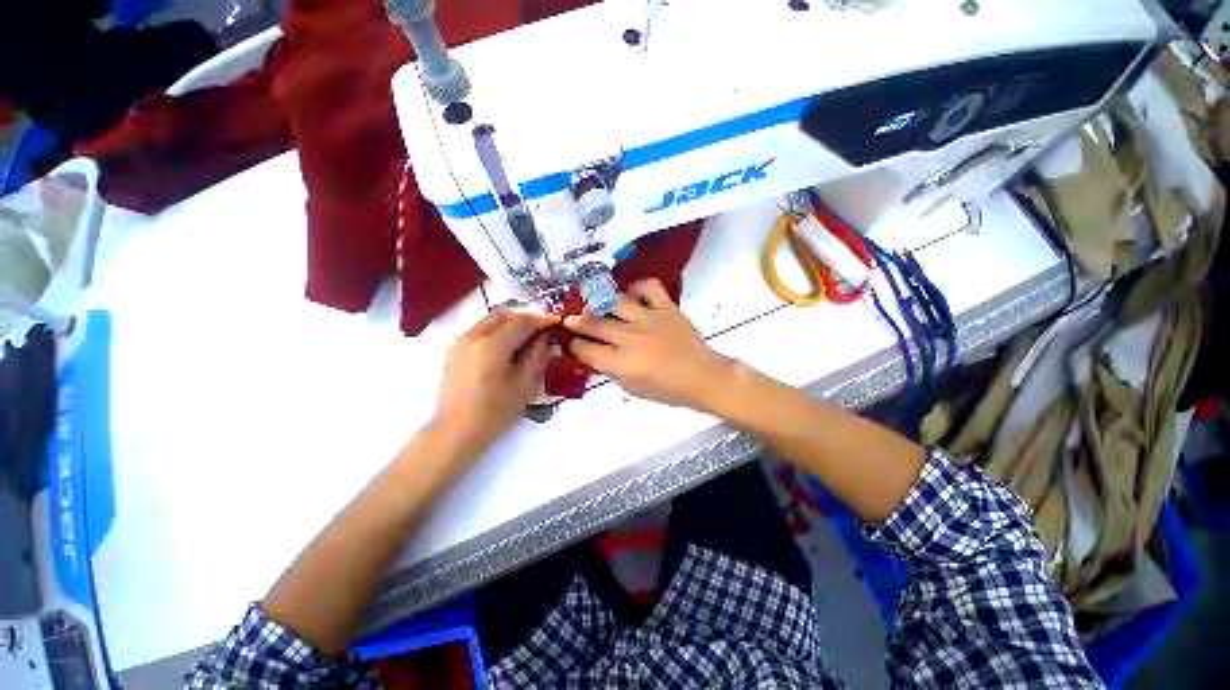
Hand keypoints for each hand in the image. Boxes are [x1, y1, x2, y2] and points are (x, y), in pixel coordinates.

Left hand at [433, 309, 556, 452]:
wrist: (456, 431)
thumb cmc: (495, 412)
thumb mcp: (524, 384)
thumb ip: (537, 356)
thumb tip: (544, 338)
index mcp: (492, 345)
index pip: (522, 321)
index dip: (541, 319)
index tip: (556, 321)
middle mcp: (473, 336)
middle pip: (503, 314)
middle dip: (525, 316)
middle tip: (542, 327)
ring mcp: (460, 342)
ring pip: (490, 320)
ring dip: (510, 323)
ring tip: (527, 337)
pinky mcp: (454, 351)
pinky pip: (480, 331)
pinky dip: (497, 331)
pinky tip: (508, 347)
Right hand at [563, 279, 732, 410]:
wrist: (702, 377)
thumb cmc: (667, 389)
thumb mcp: (632, 388)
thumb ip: (610, 370)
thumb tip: (593, 356)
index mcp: (623, 364)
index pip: (588, 351)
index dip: (575, 346)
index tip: (572, 342)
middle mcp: (632, 338)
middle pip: (595, 324)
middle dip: (577, 322)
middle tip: (570, 319)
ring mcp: (649, 318)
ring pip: (615, 302)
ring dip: (599, 302)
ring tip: (595, 303)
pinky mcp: (666, 307)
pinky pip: (648, 286)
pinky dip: (637, 287)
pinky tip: (632, 295)